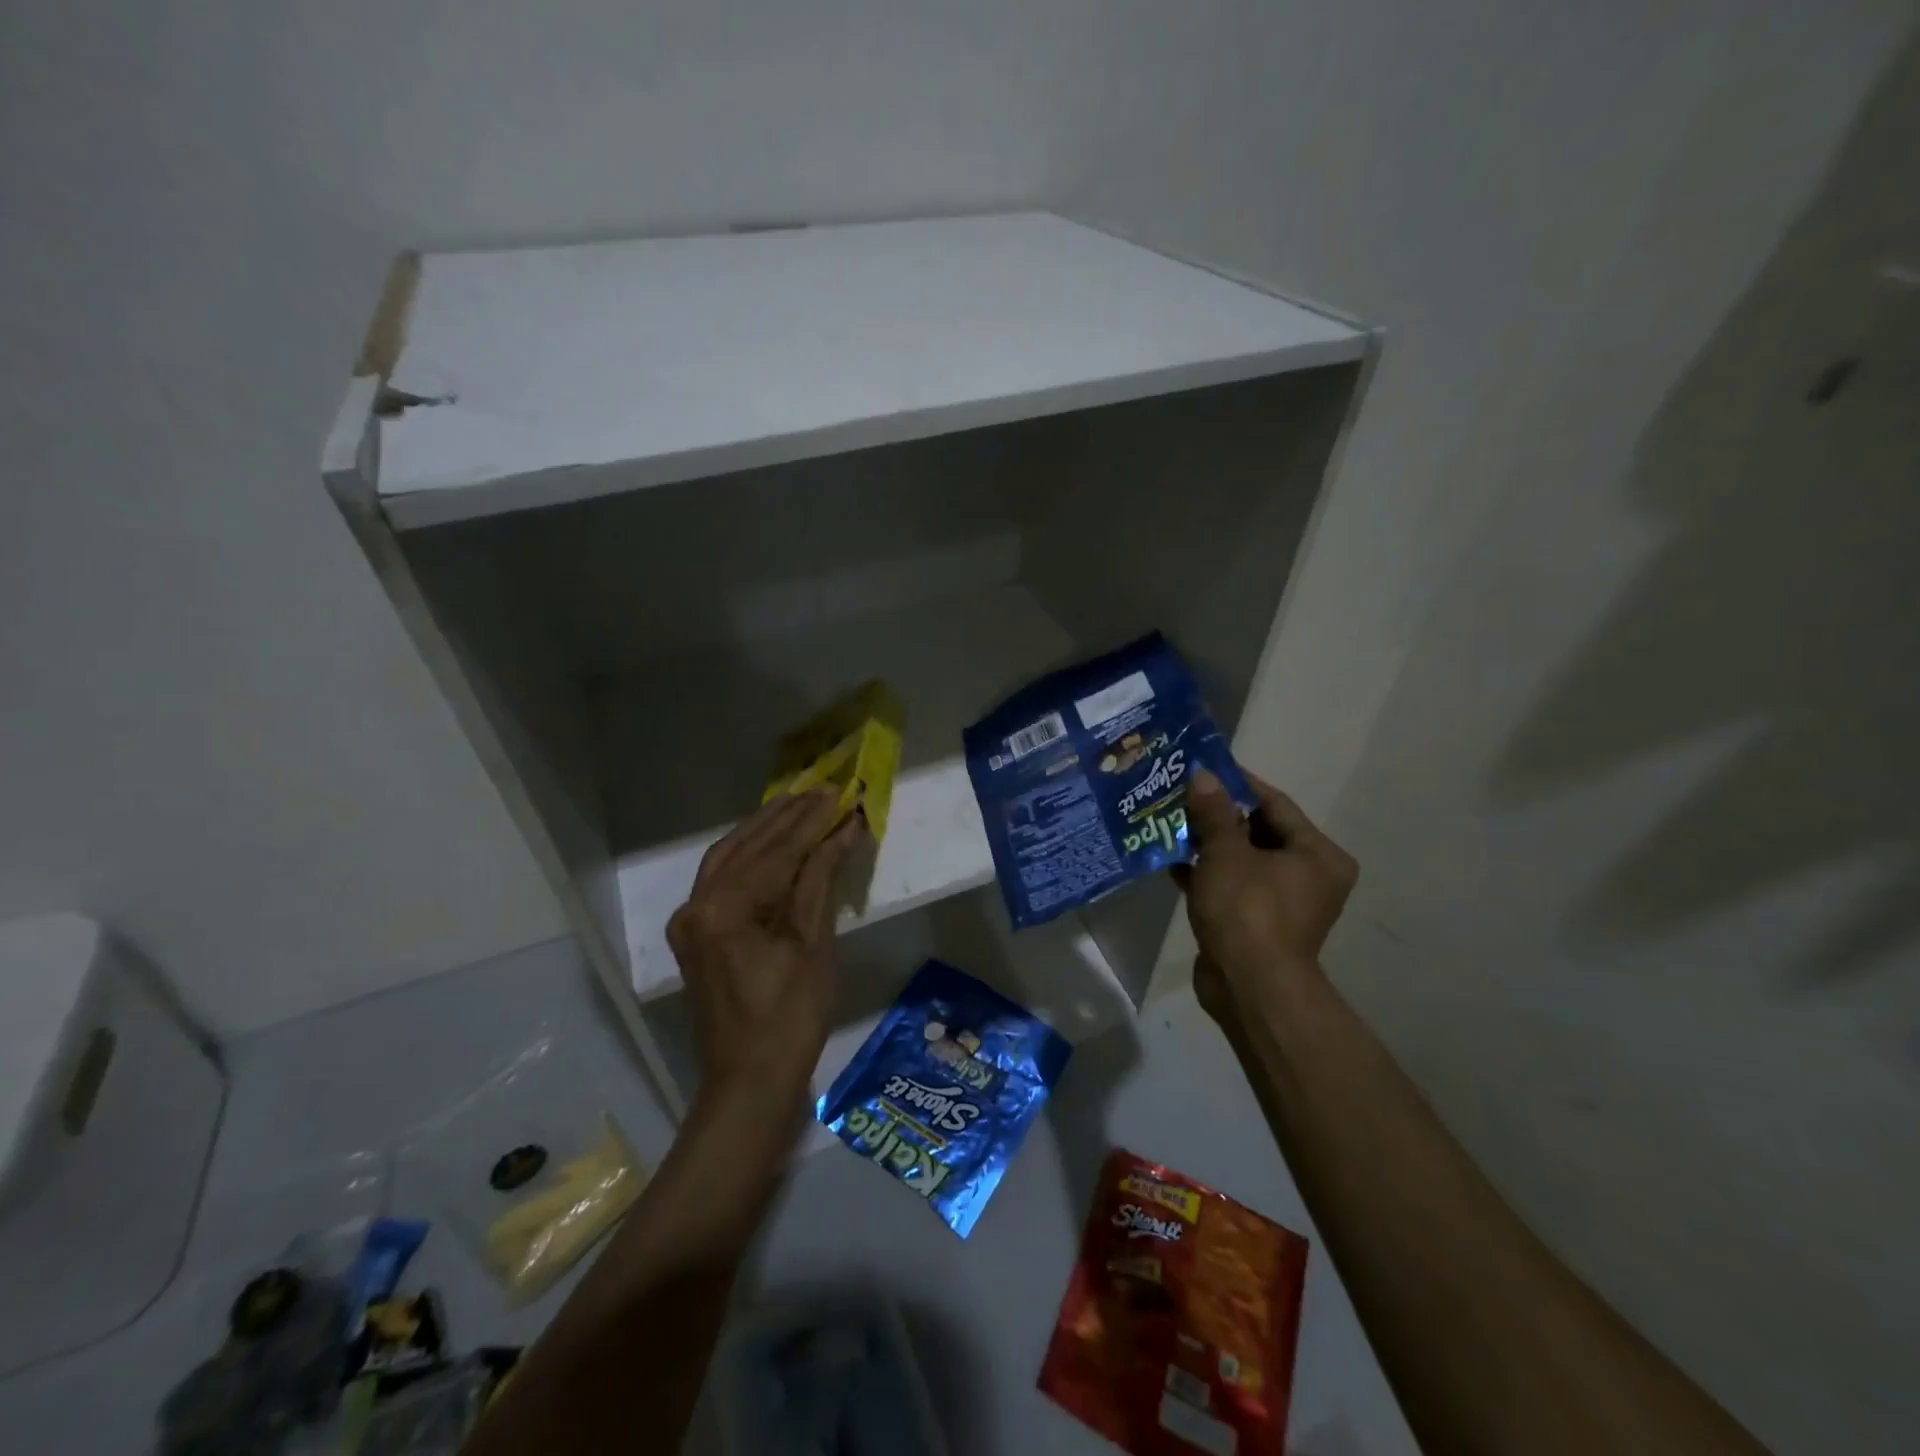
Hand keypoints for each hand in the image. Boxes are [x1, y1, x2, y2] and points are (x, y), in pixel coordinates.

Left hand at [666, 789, 866, 1095]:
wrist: (749, 1083)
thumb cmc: (790, 1018)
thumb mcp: (813, 944)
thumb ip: (820, 879)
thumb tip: (843, 830)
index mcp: (724, 909)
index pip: (776, 851)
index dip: (812, 821)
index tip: (840, 793)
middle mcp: (697, 905)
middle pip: (746, 846)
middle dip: (787, 816)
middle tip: (823, 790)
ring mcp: (691, 920)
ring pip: (728, 857)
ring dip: (765, 829)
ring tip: (799, 803)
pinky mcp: (697, 933)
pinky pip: (722, 878)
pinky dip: (750, 855)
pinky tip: (773, 841)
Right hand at [1177, 768, 1358, 1021]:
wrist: (1249, 988)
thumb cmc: (1248, 910)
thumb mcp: (1226, 853)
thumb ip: (1213, 812)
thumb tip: (1203, 774)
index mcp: (1318, 854)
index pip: (1275, 804)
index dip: (1239, 783)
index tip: (1205, 767)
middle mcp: (1309, 876)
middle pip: (1258, 831)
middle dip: (1218, 815)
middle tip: (1181, 795)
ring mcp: (1284, 902)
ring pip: (1242, 860)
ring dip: (1208, 845)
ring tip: (1170, 824)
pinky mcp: (1258, 923)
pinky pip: (1232, 886)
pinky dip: (1206, 875)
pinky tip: (1171, 861)